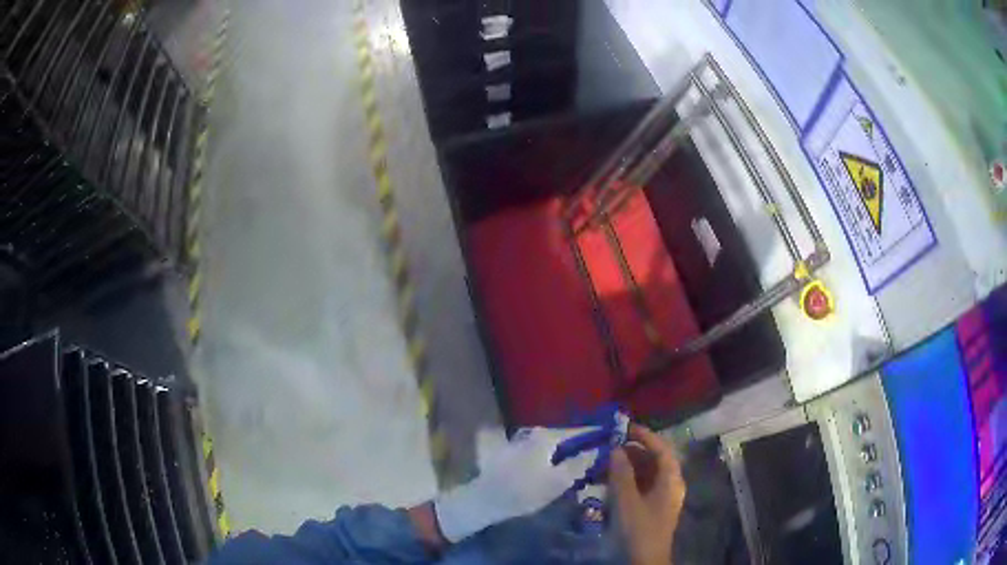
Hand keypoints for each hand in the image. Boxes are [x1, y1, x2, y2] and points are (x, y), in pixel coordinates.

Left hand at [434, 427, 600, 542]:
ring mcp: (516, 441)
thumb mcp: (558, 482)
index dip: (594, 434)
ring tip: (573, 460)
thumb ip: (579, 463)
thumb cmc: (525, 491)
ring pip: (547, 443)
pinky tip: (548, 464)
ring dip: (560, 449)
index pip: (577, 431)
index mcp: (546, 437)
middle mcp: (531, 433)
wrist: (485, 499)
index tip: (608, 436)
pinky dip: (547, 455)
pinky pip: (535, 450)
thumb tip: (596, 448)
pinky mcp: (506, 452)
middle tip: (593, 452)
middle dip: (577, 442)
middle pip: (561, 436)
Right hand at [609, 425, 685, 564]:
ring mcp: (663, 496)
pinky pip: (643, 485)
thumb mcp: (627, 500)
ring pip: (647, 472)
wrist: (645, 560)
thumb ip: (621, 473)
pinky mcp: (654, 507)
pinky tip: (611, 481)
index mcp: (671, 480)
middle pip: (655, 459)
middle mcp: (671, 484)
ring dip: (628, 465)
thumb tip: (616, 448)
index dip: (645, 436)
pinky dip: (628, 479)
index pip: (662, 449)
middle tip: (610, 445)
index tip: (625, 427)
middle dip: (633, 451)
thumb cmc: (639, 528)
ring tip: (606, 463)